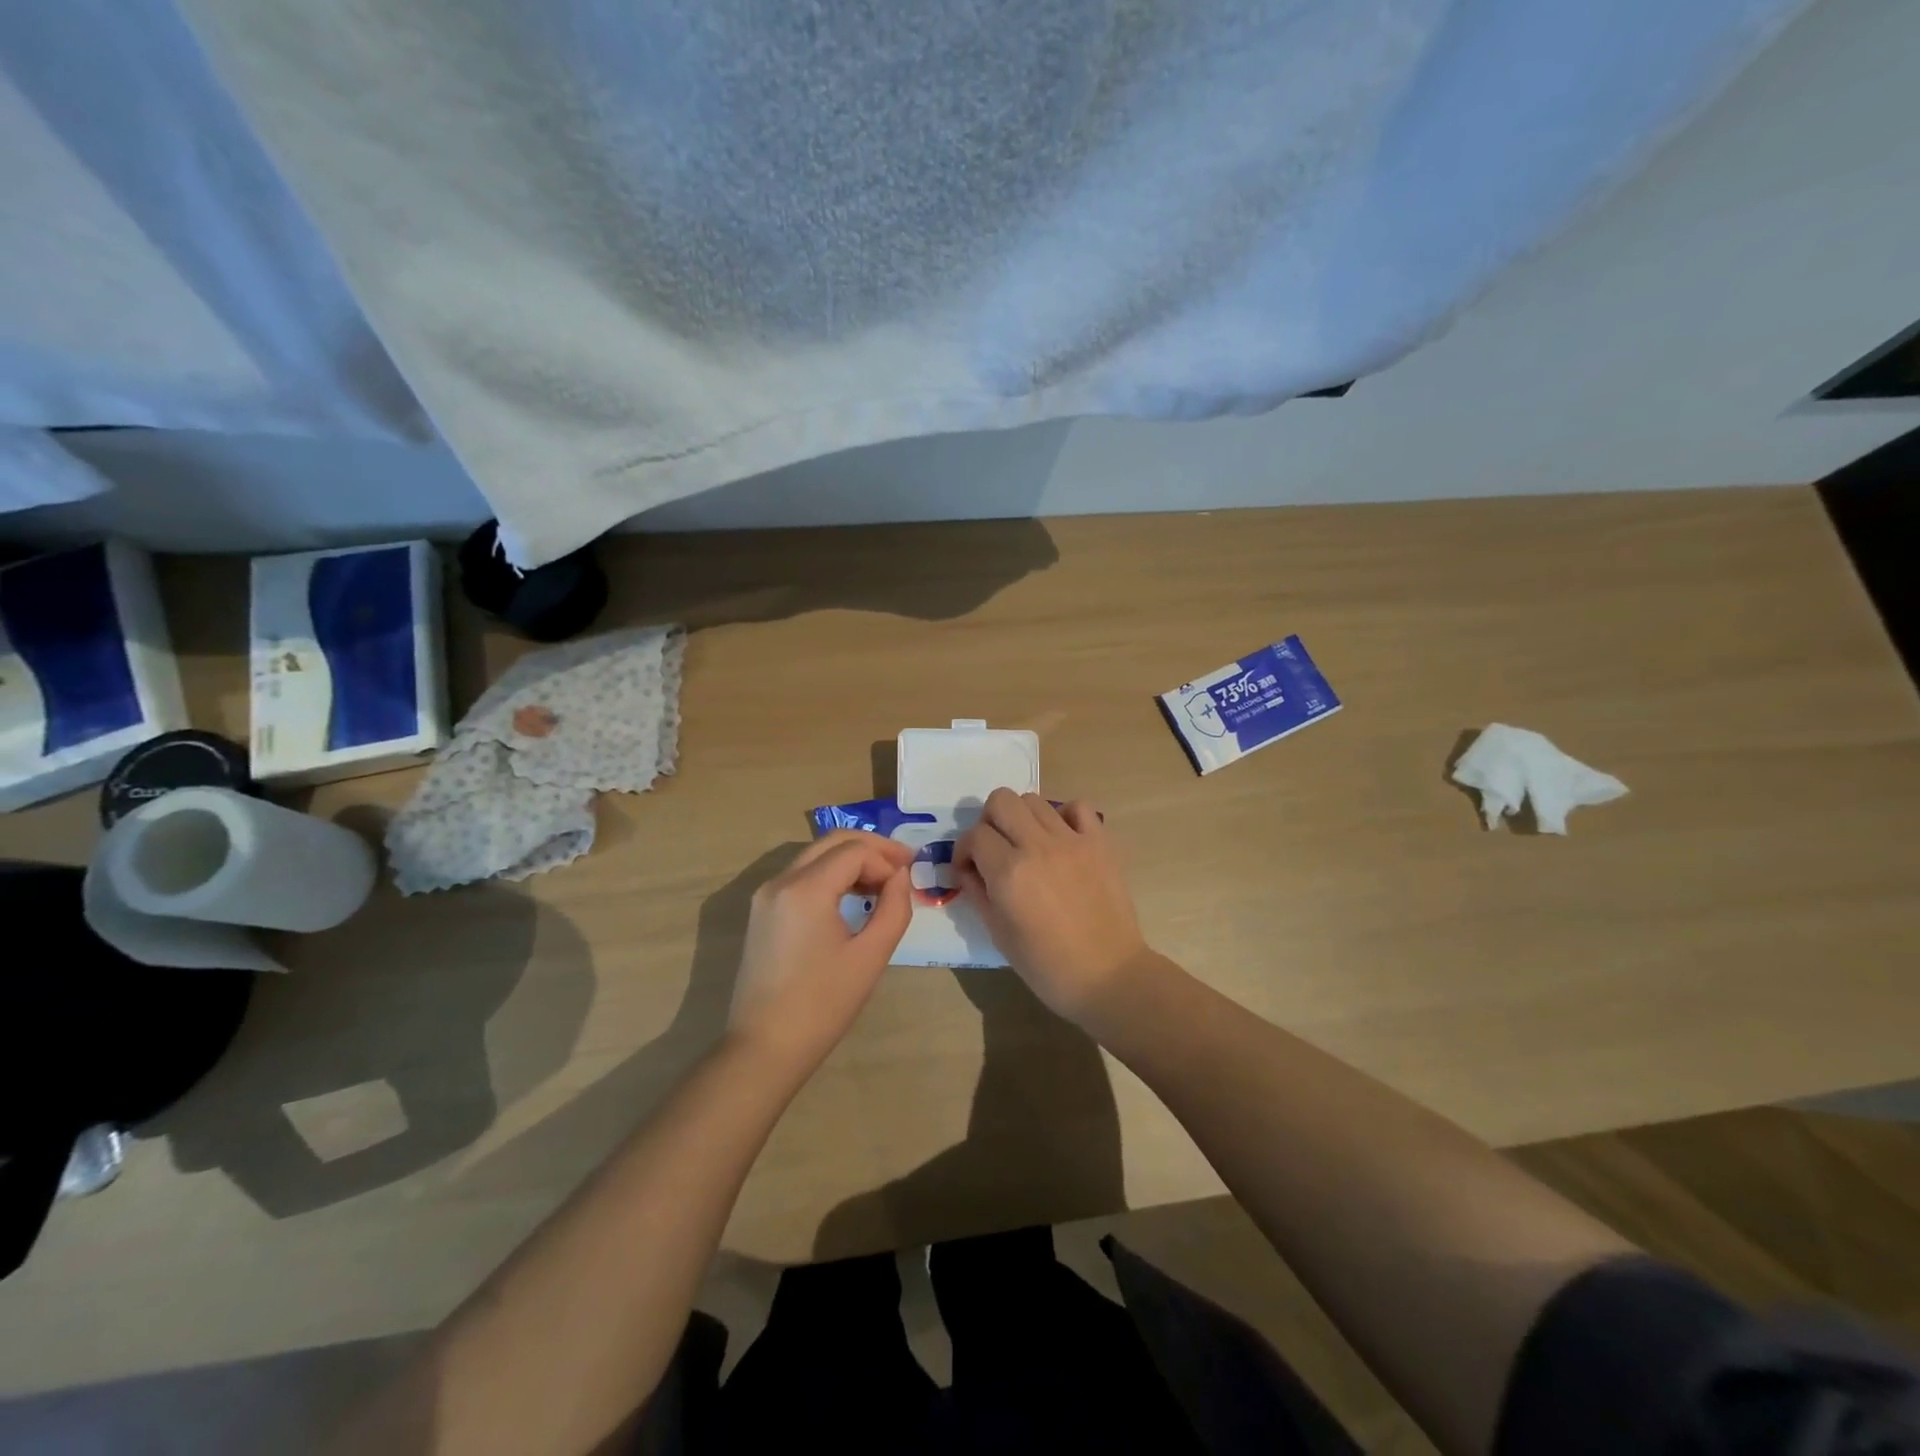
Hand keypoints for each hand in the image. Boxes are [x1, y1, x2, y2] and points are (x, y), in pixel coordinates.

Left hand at [727, 831, 914, 1075]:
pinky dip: (830, 875)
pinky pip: (801, 875)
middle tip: (903, 864)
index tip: (909, 880)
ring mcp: (766, 895)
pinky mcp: (762, 911)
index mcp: (805, 889)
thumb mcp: (870, 956)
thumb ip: (893, 908)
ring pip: (815, 855)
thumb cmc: (822, 1005)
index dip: (887, 860)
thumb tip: (900, 878)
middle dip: (871, 848)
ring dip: (851, 860)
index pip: (854, 851)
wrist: (764, 1048)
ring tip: (883, 883)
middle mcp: (780, 880)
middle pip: (832, 842)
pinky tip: (852, 896)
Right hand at [954, 790, 1150, 1023]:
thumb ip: (978, 893)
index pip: (974, 836)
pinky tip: (1060, 839)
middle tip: (994, 849)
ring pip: (1034, 799)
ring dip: (1021, 818)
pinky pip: (1077, 807)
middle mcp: (1038, 846)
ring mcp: (1072, 840)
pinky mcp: (1099, 842)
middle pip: (1001, 800)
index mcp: (1009, 872)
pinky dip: (1063, 816)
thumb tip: (967, 869)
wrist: (1108, 975)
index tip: (969, 870)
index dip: (964, 851)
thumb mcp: (999, 934)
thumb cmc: (1047, 966)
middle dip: (989, 822)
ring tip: (1027, 845)